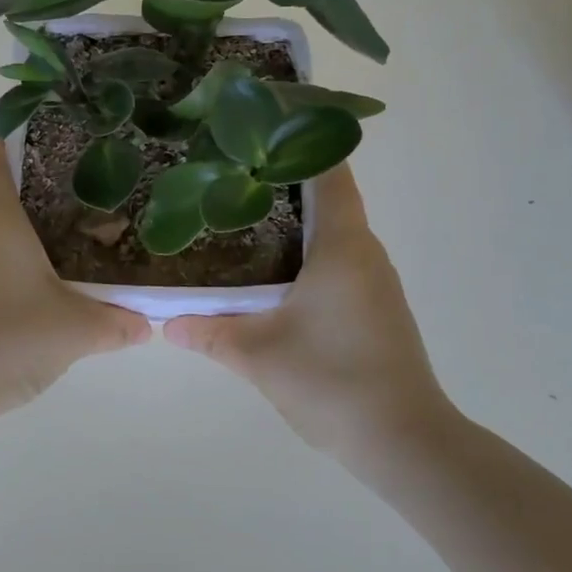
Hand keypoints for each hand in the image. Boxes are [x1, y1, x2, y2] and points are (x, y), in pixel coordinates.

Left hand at [0, 135, 151, 431]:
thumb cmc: (3, 337)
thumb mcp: (75, 330)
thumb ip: (116, 322)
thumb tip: (147, 323)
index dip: (11, 136)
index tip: (47, 137)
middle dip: (37, 191)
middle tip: (83, 198)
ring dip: (24, 233)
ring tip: (71, 244)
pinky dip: (8, 264)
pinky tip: (40, 290)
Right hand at [164, 166, 446, 461]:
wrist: (404, 441)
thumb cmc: (332, 380)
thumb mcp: (258, 355)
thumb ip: (210, 333)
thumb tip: (167, 323)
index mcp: (342, 247)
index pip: (330, 174)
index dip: (302, 144)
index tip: (263, 130)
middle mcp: (366, 254)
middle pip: (328, 200)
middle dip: (283, 183)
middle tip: (231, 176)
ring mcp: (376, 283)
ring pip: (333, 235)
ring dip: (294, 224)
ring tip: (241, 219)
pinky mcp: (377, 310)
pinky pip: (339, 264)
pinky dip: (307, 255)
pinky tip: (271, 276)